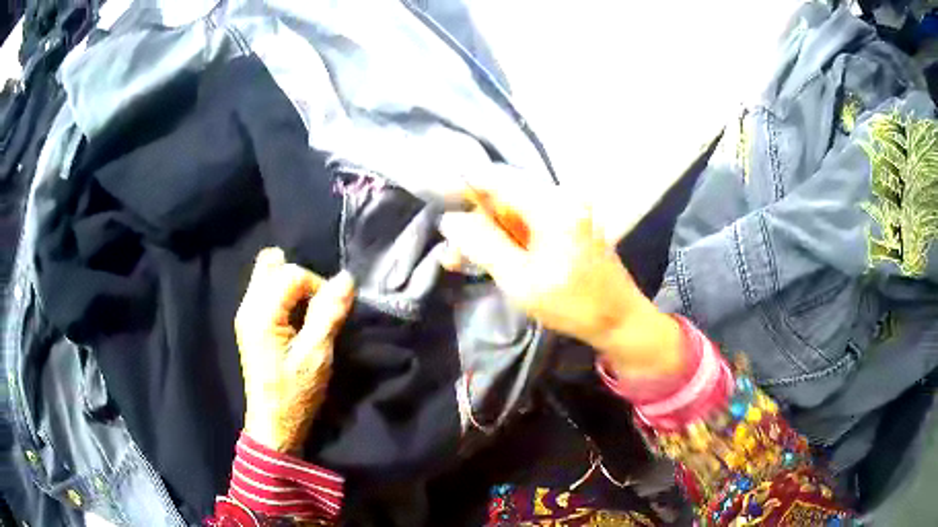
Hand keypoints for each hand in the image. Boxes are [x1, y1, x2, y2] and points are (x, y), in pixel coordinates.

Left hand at [235, 247, 354, 452]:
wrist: (273, 425)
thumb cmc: (295, 393)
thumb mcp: (317, 355)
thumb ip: (329, 314)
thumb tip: (346, 279)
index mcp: (261, 313)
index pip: (292, 273)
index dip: (317, 286)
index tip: (330, 313)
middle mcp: (248, 306)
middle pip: (271, 263)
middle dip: (300, 277)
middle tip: (316, 305)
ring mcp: (245, 314)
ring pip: (266, 275)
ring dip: (291, 285)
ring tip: (307, 311)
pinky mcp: (249, 324)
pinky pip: (264, 291)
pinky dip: (283, 295)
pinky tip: (295, 319)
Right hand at [438, 171, 680, 377]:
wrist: (619, 319)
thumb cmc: (572, 303)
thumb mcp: (520, 279)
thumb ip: (482, 245)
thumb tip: (451, 220)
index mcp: (550, 203)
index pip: (494, 178)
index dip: (462, 187)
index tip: (436, 203)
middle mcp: (560, 196)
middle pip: (503, 195)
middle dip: (474, 222)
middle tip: (452, 256)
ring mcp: (567, 209)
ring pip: (513, 211)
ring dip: (489, 233)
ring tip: (464, 262)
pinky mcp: (569, 223)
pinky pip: (529, 221)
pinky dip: (508, 238)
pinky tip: (494, 259)